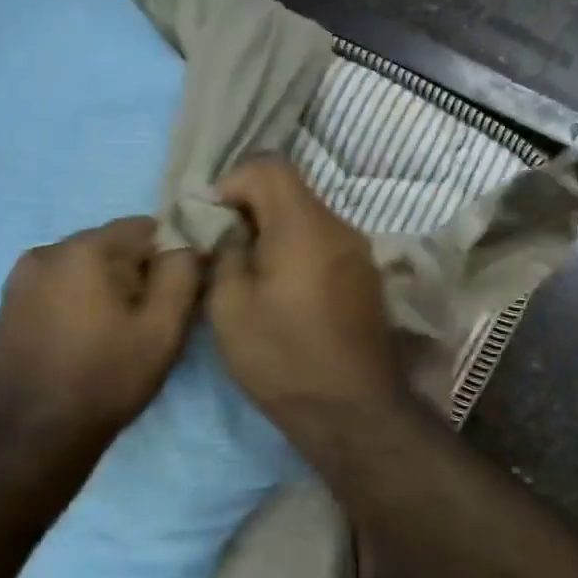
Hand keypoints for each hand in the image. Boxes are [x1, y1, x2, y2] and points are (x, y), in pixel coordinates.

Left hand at [0, 217, 201, 443]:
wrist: (34, 435)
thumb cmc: (107, 378)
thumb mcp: (163, 329)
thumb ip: (182, 274)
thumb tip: (187, 244)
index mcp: (83, 249)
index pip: (144, 227)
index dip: (170, 254)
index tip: (178, 292)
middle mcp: (45, 252)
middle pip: (111, 246)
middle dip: (136, 272)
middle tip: (150, 318)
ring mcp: (19, 281)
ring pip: (83, 269)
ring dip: (106, 288)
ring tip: (117, 333)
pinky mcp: (7, 308)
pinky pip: (57, 289)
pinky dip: (78, 303)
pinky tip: (85, 341)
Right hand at [206, 158, 405, 447]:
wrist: (352, 410)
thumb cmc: (283, 358)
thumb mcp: (230, 306)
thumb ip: (225, 253)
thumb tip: (231, 232)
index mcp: (305, 224)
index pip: (269, 167)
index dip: (232, 183)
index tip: (211, 222)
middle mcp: (340, 228)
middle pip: (291, 192)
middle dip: (251, 211)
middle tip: (223, 251)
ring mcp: (359, 254)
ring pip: (308, 221)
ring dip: (274, 235)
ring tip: (250, 276)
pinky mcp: (366, 280)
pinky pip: (325, 247)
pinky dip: (298, 254)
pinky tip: (282, 293)